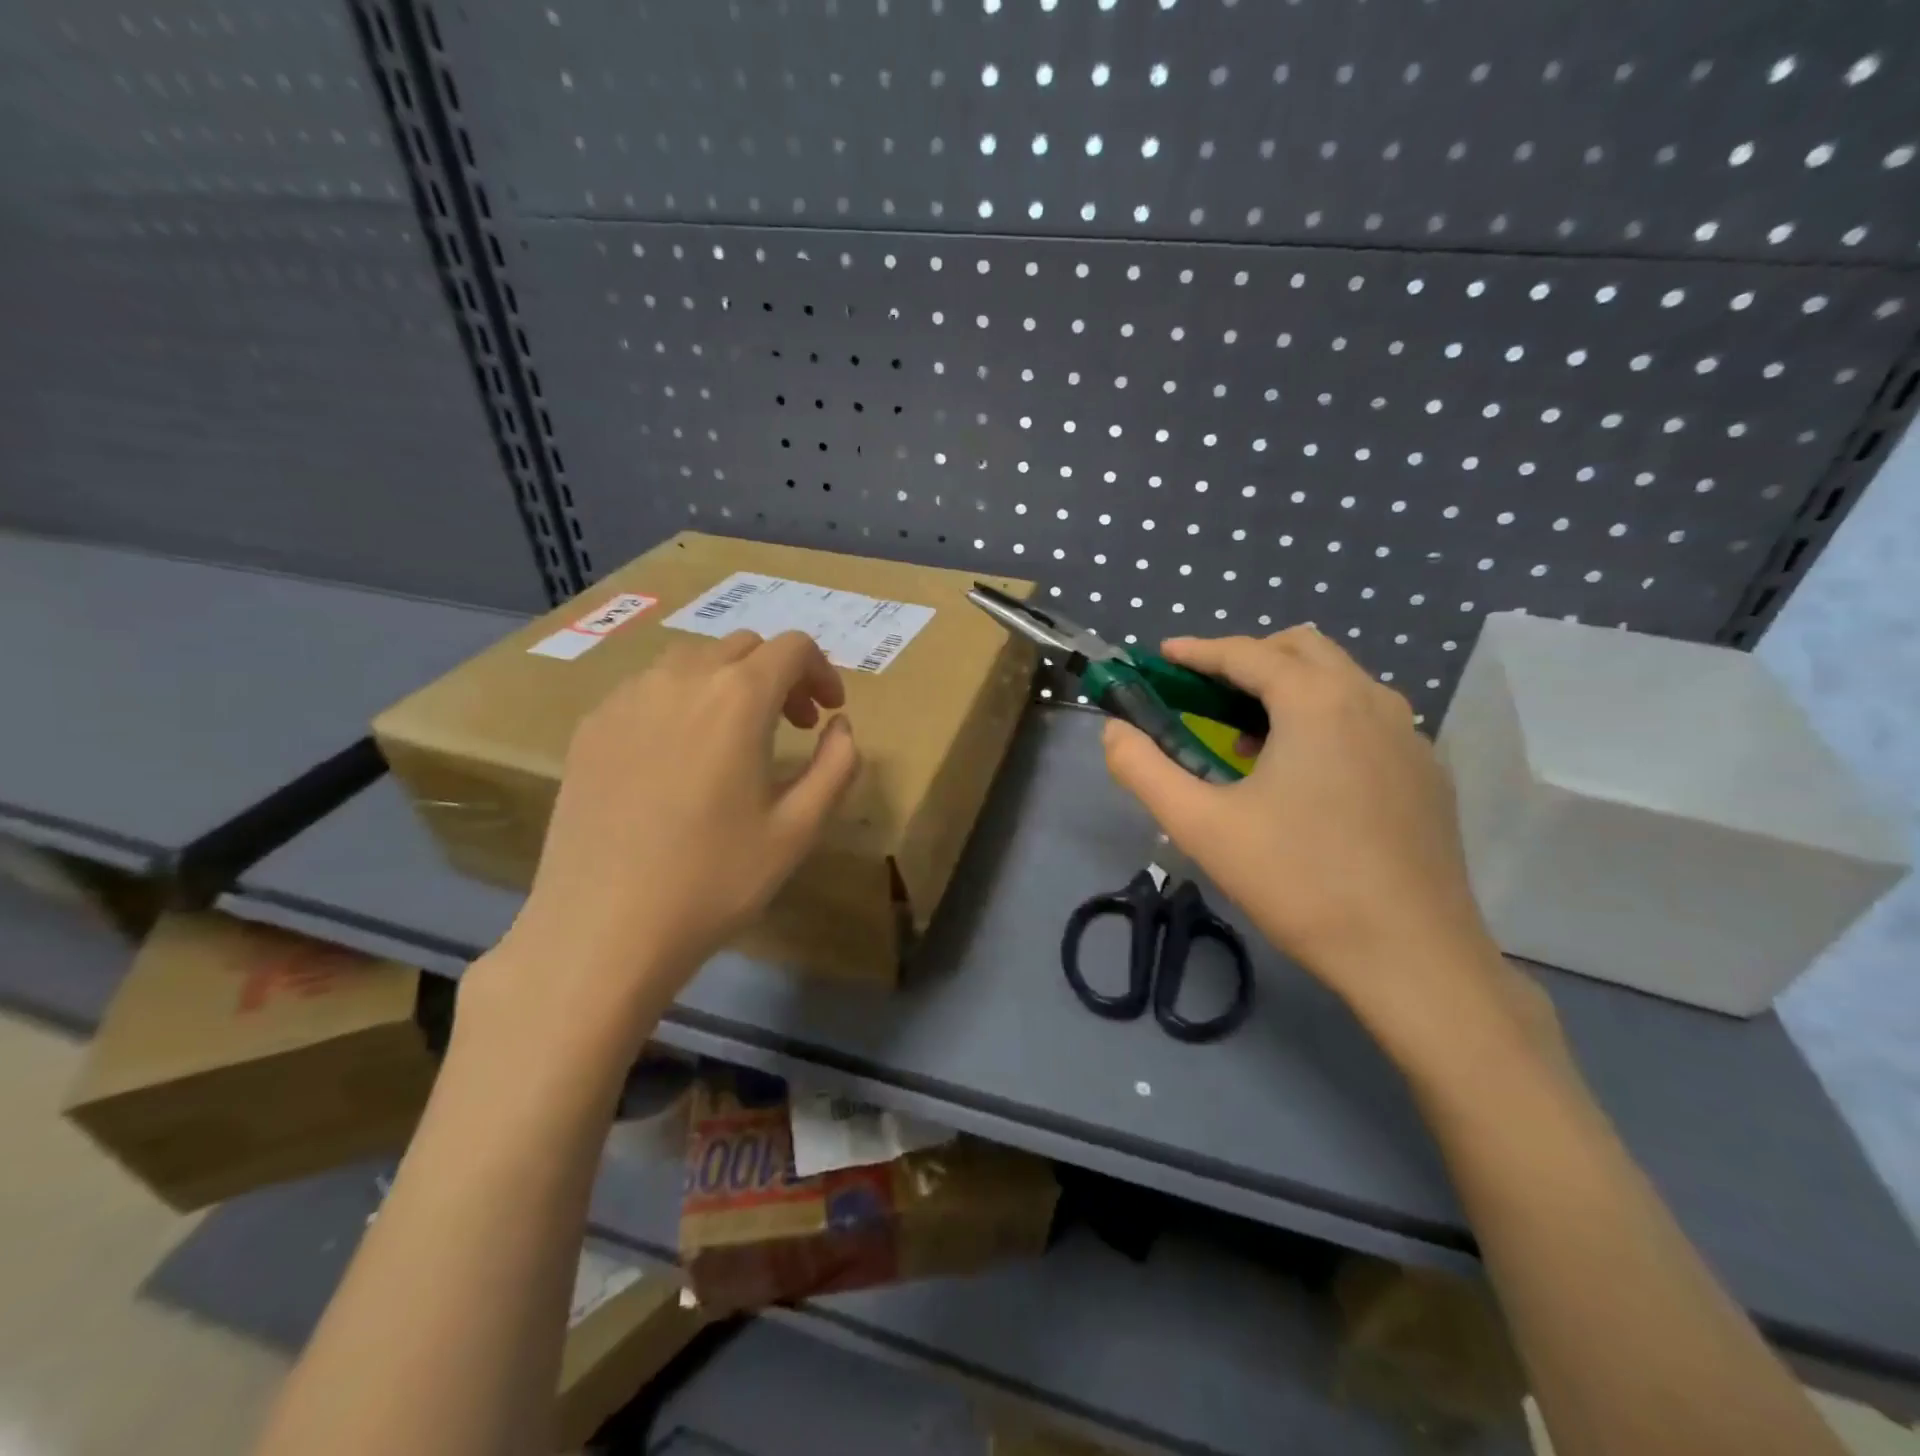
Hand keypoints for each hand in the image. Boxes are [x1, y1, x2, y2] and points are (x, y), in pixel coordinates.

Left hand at [471, 630, 859, 1051]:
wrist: (603, 928)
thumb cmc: (714, 880)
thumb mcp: (799, 829)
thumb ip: (836, 765)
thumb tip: (841, 727)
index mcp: (737, 698)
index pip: (792, 648)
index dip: (822, 672)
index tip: (828, 713)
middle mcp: (679, 679)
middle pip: (742, 647)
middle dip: (778, 676)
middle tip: (792, 726)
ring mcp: (625, 699)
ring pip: (692, 662)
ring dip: (728, 683)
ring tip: (736, 738)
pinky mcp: (591, 727)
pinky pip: (647, 689)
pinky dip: (681, 701)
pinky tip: (680, 756)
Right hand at [1102, 628, 1520, 1038]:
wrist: (1413, 956)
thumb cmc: (1299, 882)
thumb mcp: (1201, 826)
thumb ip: (1144, 769)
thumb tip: (1114, 730)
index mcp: (1317, 701)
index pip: (1247, 653)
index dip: (1197, 651)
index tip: (1162, 657)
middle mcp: (1371, 701)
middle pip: (1302, 649)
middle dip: (1247, 658)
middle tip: (1204, 693)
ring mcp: (1409, 735)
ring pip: (1341, 680)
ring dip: (1288, 687)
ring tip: (1248, 735)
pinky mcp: (1427, 771)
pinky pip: (1367, 717)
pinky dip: (1325, 718)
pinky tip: (1304, 774)